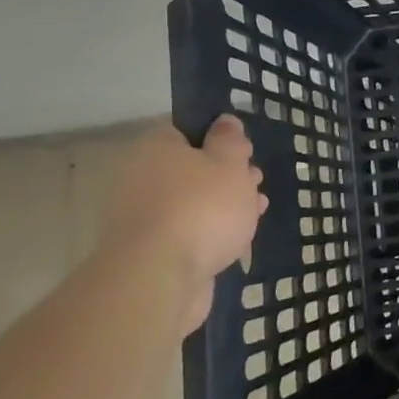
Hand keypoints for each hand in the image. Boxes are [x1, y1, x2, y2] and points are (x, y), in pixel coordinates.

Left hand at [101, 118, 265, 322]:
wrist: (160, 277)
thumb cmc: (200, 207)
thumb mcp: (229, 163)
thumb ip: (230, 140)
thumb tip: (225, 121)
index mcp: (155, 148)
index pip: (186, 130)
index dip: (220, 138)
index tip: (246, 151)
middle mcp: (141, 177)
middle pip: (190, 168)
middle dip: (226, 174)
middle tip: (256, 181)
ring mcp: (143, 217)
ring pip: (191, 201)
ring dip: (223, 204)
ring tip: (256, 210)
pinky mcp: (151, 251)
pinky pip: (187, 231)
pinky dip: (211, 232)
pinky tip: (236, 238)